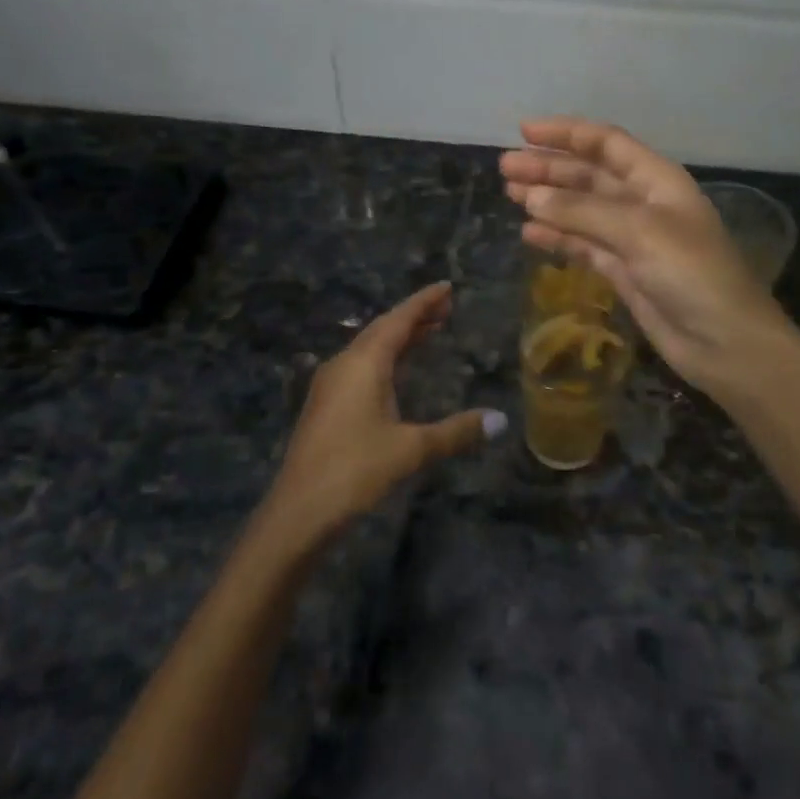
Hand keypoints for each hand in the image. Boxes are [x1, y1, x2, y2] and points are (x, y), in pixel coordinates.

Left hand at [263, 282, 500, 549]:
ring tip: (429, 331)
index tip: (446, 286)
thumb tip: (501, 420)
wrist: (298, 512)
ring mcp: (330, 386)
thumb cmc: (355, 470)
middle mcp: (344, 364)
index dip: (423, 302)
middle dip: (414, 317)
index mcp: (363, 363)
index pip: (398, 320)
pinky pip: (360, 366)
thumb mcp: (411, 449)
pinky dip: (385, 358)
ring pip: (369, 348)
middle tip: (446, 308)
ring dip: (399, 338)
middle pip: (382, 329)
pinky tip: (397, 372)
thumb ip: (456, 432)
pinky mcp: (326, 406)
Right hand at [501, 118, 796, 397]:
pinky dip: (557, 237)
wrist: (724, 342)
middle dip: (549, 168)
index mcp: (657, 180)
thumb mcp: (639, 232)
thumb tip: (531, 196)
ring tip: (509, 194)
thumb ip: (583, 211)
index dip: (566, 134)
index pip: (606, 144)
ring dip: (548, 200)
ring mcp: (632, 239)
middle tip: (505, 167)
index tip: (524, 131)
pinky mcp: (623, 271)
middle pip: (588, 175)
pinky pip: (583, 245)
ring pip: (581, 210)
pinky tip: (530, 233)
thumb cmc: (691, 273)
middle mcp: (643, 202)